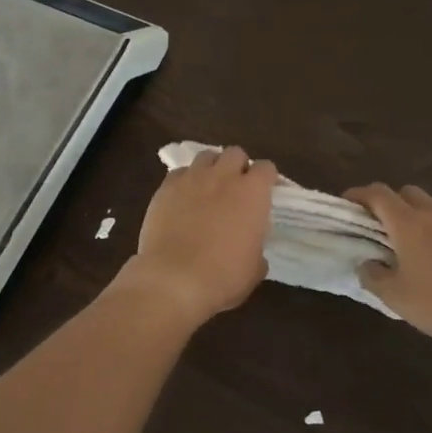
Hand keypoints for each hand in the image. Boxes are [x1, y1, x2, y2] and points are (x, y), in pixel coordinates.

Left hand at [114, 147, 277, 327]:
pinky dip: (184, 180)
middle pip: (235, 153)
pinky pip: (179, 173)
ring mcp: (191, 179)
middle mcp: (223, 177)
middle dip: (238, 166)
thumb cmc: (222, 277)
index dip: (267, 179)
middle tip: (236, 188)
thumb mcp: (254, 269)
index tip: (265, 193)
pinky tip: (183, 198)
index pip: (266, 168)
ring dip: (211, 168)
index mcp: (252, 193)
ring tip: (208, 187)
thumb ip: (257, 248)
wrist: (173, 279)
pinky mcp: (165, 188)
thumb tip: (251, 248)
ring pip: (206, 156)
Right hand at [345, 183, 431, 349]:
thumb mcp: (398, 299)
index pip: (377, 194)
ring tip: (422, 249)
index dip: (359, 194)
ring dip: (423, 219)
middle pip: (408, 193)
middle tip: (384, 230)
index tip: (347, 203)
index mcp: (409, 224)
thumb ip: (374, 278)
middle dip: (391, 204)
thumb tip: (366, 264)